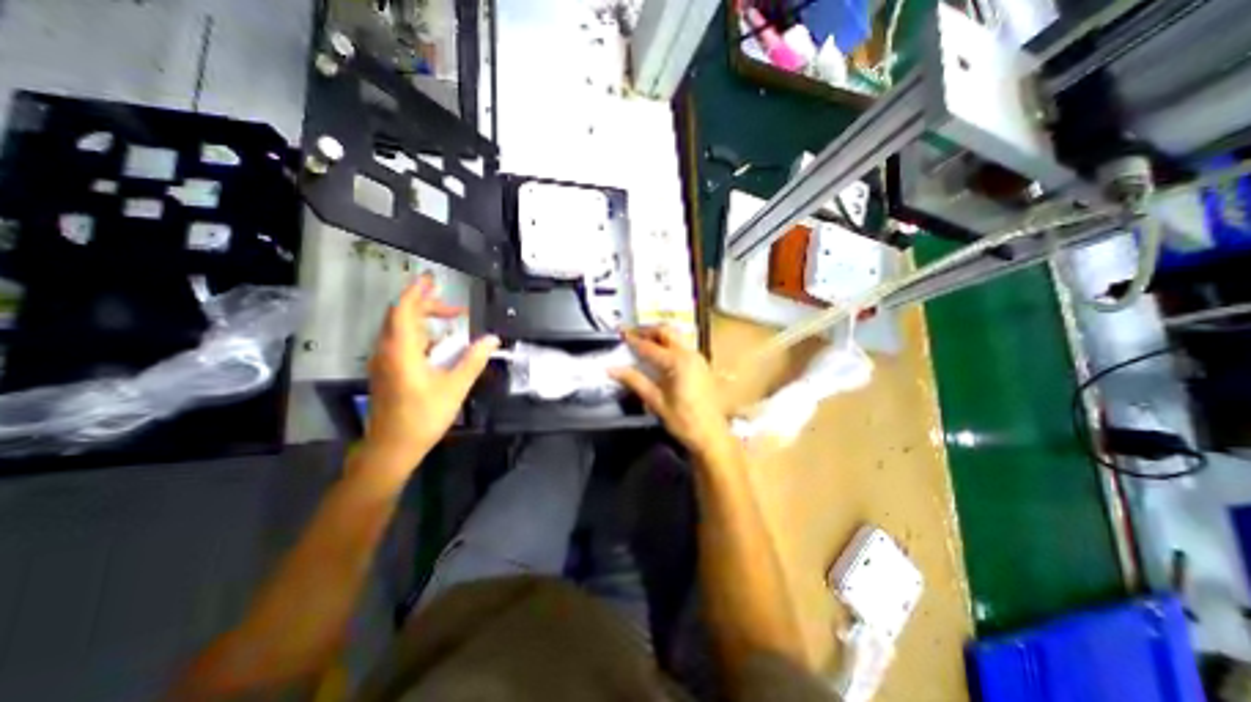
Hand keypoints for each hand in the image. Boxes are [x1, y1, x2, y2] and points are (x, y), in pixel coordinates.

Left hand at [366, 278, 494, 469]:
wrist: (392, 447)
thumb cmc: (423, 416)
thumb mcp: (455, 386)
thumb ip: (473, 360)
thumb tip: (492, 339)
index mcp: (401, 351)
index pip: (405, 310)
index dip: (418, 292)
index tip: (432, 279)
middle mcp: (387, 351)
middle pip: (402, 317)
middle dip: (428, 306)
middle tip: (457, 309)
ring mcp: (384, 362)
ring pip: (401, 330)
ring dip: (425, 321)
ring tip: (451, 323)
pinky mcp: (387, 372)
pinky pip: (402, 344)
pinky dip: (421, 337)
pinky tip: (439, 348)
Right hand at [611, 327, 735, 464]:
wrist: (712, 435)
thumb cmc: (683, 421)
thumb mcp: (656, 402)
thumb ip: (634, 381)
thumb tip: (612, 369)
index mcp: (678, 362)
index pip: (649, 346)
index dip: (632, 339)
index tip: (619, 333)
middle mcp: (690, 354)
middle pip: (666, 331)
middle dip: (647, 330)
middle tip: (631, 334)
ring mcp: (699, 358)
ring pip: (677, 336)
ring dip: (659, 335)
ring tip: (642, 342)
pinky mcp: (703, 365)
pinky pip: (683, 345)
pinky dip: (669, 343)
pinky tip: (660, 355)